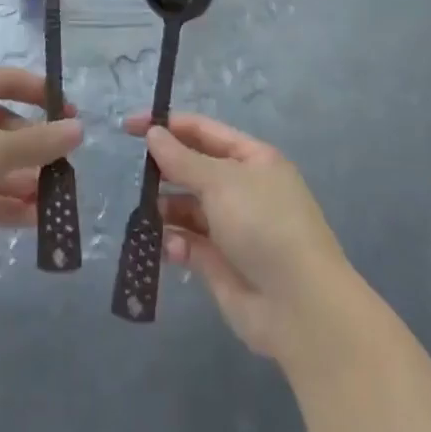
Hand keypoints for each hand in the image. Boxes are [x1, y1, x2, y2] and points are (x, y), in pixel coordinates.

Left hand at [0, 68, 82, 275]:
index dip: (40, 94)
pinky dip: (1, 201)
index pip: (4, 80)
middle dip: (32, 146)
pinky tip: (32, 220)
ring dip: (21, 178)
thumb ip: (39, 141)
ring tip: (55, 198)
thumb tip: (78, 129)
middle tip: (64, 164)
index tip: (71, 113)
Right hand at [122, 112, 355, 361]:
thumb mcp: (221, 182)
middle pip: (194, 169)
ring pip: (187, 208)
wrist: (300, 306)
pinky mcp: (220, 263)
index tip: (130, 127)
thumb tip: (153, 133)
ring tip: (147, 216)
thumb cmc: (264, 225)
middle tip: (137, 176)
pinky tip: (171, 248)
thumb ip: (182, 159)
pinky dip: (175, 243)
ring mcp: (232, 227)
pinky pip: (188, 243)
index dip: (167, 125)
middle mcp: (243, 189)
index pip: (203, 131)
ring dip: (165, 209)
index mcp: (252, 159)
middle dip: (165, 170)